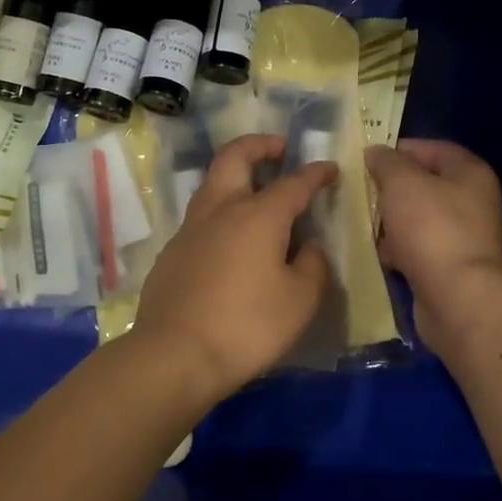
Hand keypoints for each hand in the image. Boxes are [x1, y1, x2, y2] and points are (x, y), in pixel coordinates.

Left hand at [132, 133, 338, 395]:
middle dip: (259, 145)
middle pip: (235, 157)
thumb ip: (312, 265)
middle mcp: (221, 210)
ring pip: (212, 184)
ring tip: (256, 189)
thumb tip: (308, 246)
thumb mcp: (300, 300)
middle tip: (280, 148)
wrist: (175, 355)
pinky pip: (201, 218)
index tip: (329, 169)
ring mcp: (190, 229)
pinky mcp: (172, 253)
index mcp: (258, 215)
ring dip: (236, 175)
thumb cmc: (247, 326)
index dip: (315, 173)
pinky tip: (231, 239)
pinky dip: (221, 211)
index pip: (294, 183)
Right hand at [364, 140, 501, 355]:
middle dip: (392, 187)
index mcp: (470, 173)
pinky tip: (377, 252)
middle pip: (425, 184)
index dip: (400, 149)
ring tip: (363, 220)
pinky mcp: (451, 266)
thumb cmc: (431, 228)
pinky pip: (419, 247)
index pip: (433, 149)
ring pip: (419, 218)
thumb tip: (376, 153)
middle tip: (361, 190)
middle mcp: (473, 201)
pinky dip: (399, 248)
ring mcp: (464, 236)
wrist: (456, 298)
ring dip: (392, 219)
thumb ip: (386, 162)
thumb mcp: (402, 182)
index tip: (367, 159)